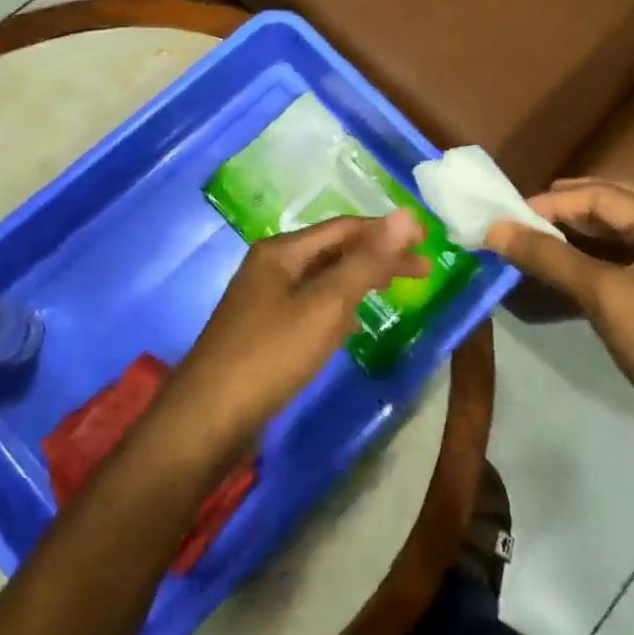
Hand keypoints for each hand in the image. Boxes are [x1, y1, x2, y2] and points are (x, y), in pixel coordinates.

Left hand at [166, 212, 428, 459]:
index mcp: (281, 252)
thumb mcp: (325, 305)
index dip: (386, 231)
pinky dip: (338, 309)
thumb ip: (367, 261)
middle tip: (423, 270)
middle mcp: (270, 268)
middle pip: (334, 252)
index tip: (427, 242)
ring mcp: (264, 301)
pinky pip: (310, 308)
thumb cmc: (270, 355)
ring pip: (322, 281)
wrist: (207, 419)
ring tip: (392, 288)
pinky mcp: (263, 332)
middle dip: (378, 257)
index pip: (344, 228)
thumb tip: (406, 215)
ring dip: (359, 281)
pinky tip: (352, 325)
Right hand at [484, 179, 633, 477]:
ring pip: (618, 239)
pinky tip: (559, 273)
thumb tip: (496, 229)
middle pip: (619, 206)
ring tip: (539, 235)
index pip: (605, 196)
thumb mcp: (605, 295)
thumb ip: (550, 258)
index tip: (510, 216)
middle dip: (573, 204)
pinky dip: (585, 264)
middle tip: (530, 211)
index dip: (555, 202)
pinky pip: (616, 270)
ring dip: (579, 233)